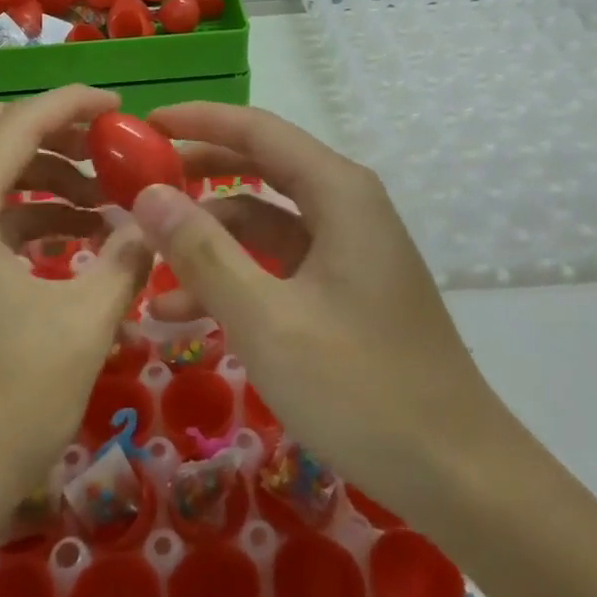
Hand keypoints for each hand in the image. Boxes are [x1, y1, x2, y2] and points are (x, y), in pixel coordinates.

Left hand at [0, 87, 153, 534]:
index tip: (120, 109)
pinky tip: (62, 241)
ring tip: (96, 204)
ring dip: (33, 172)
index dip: (73, 105)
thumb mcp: (82, 328)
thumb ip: (125, 259)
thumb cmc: (0, 411)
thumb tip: (148, 221)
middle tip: (106, 153)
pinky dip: (12, 209)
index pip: (19, 122)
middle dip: (50, 131)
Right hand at [136, 102, 508, 531]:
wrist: (459, 475)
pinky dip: (234, 276)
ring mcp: (345, 248)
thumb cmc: (361, 387)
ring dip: (208, 240)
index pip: (257, 129)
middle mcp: (344, 204)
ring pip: (262, 221)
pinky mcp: (343, 287)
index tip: (145, 124)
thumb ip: (203, 253)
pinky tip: (185, 313)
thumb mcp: (267, 320)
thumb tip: (148, 194)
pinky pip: (277, 263)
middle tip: (137, 181)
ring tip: (147, 266)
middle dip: (197, 173)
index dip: (198, 120)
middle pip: (259, 166)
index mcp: (337, 191)